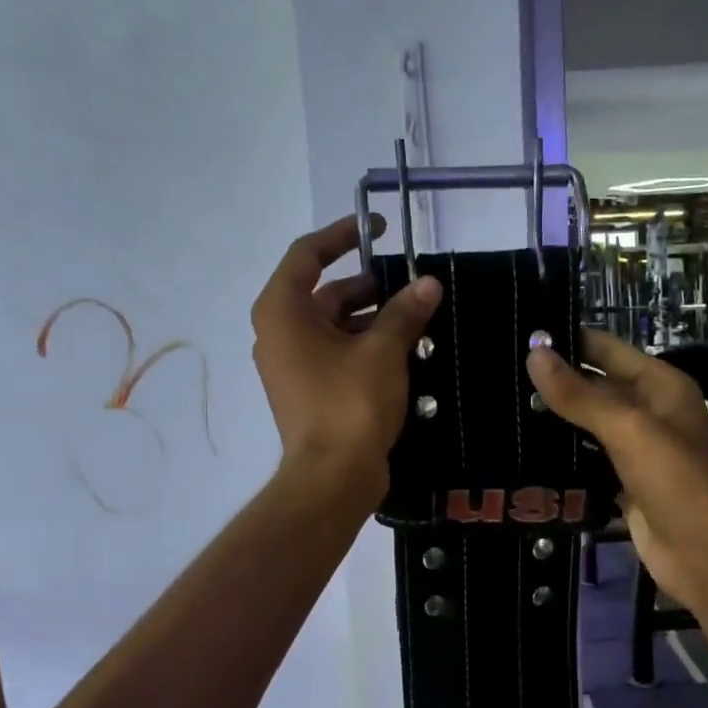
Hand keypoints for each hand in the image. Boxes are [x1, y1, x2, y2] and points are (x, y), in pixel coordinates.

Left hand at [251, 214, 441, 500]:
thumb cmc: (350, 404)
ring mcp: (292, 366)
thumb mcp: (383, 351)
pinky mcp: (308, 392)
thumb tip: (428, 284)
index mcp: (282, 311)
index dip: (342, 235)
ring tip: (416, 320)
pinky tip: (403, 352)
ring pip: (334, 327)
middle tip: (411, 286)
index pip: (307, 254)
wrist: (333, 477)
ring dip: (373, 320)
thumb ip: (405, 312)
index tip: (379, 230)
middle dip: (369, 287)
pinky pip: (337, 355)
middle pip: (325, 293)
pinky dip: (365, 347)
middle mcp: (279, 334)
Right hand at [527, 331, 707, 605]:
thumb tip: (534, 353)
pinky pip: (587, 463)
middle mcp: (650, 412)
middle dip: (554, 382)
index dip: (568, 341)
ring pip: (587, 427)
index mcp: (660, 386)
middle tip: (499, 376)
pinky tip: (524, 455)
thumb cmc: (675, 480)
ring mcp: (637, 451)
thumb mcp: (627, 429)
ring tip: (502, 410)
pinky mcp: (623, 485)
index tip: (519, 334)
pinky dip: (562, 459)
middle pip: (595, 388)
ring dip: (554, 422)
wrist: (704, 552)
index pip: (607, 350)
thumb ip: (579, 394)